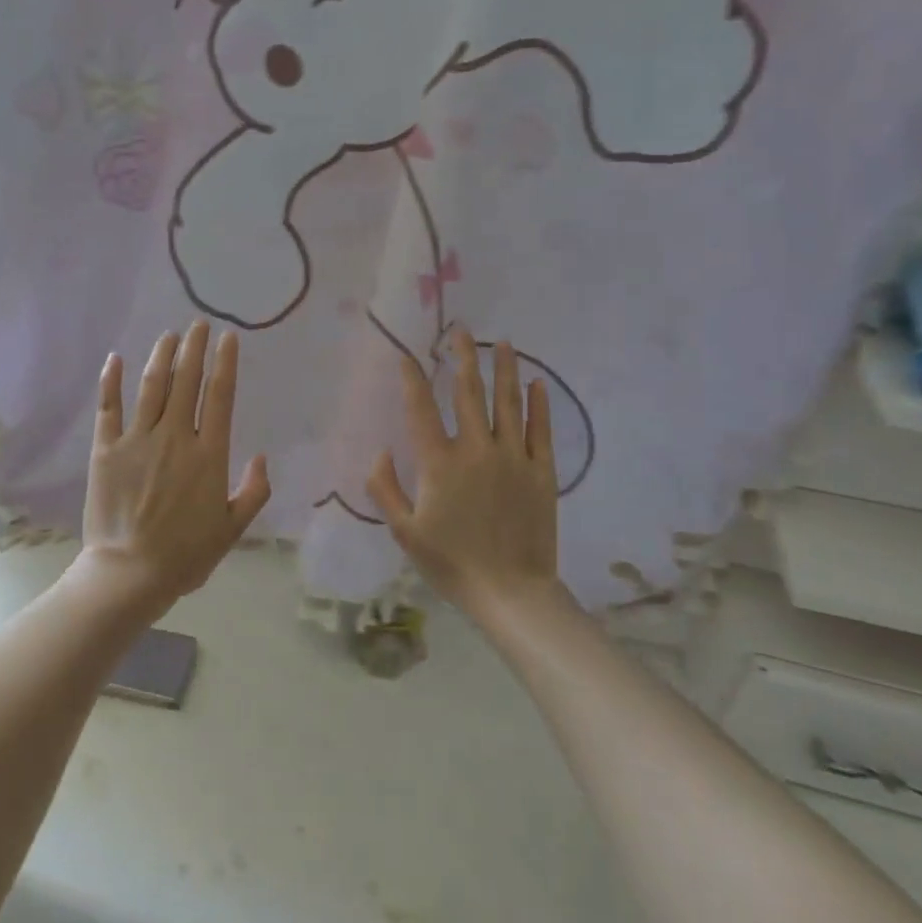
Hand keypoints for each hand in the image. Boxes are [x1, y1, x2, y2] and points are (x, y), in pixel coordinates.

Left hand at [79, 322, 271, 609]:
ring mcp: (137, 440)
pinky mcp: (106, 449)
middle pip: (186, 381)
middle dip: (194, 348)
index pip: (220, 396)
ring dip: (162, 356)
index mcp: (208, 454)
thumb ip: (254, 492)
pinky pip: (109, 408)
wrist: (130, 573)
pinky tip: (116, 359)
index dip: (225, 363)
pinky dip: (112, 381)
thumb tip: (262, 457)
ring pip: (152, 387)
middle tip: (198, 324)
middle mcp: (175, 436)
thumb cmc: (186, 554)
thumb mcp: (233, 529)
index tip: (228, 338)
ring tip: (169, 335)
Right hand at [367, 329, 560, 619]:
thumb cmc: (451, 563)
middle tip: (461, 331)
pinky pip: (540, 429)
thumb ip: (385, 488)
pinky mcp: (541, 471)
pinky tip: (537, 383)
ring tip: (503, 343)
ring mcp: (512, 457)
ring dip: (504, 369)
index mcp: (439, 463)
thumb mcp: (404, 531)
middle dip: (462, 357)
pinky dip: (539, 404)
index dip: (412, 378)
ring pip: (508, 402)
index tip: (407, 355)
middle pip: (468, 392)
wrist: (510, 592)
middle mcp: (476, 449)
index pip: (421, 409)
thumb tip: (380, 452)